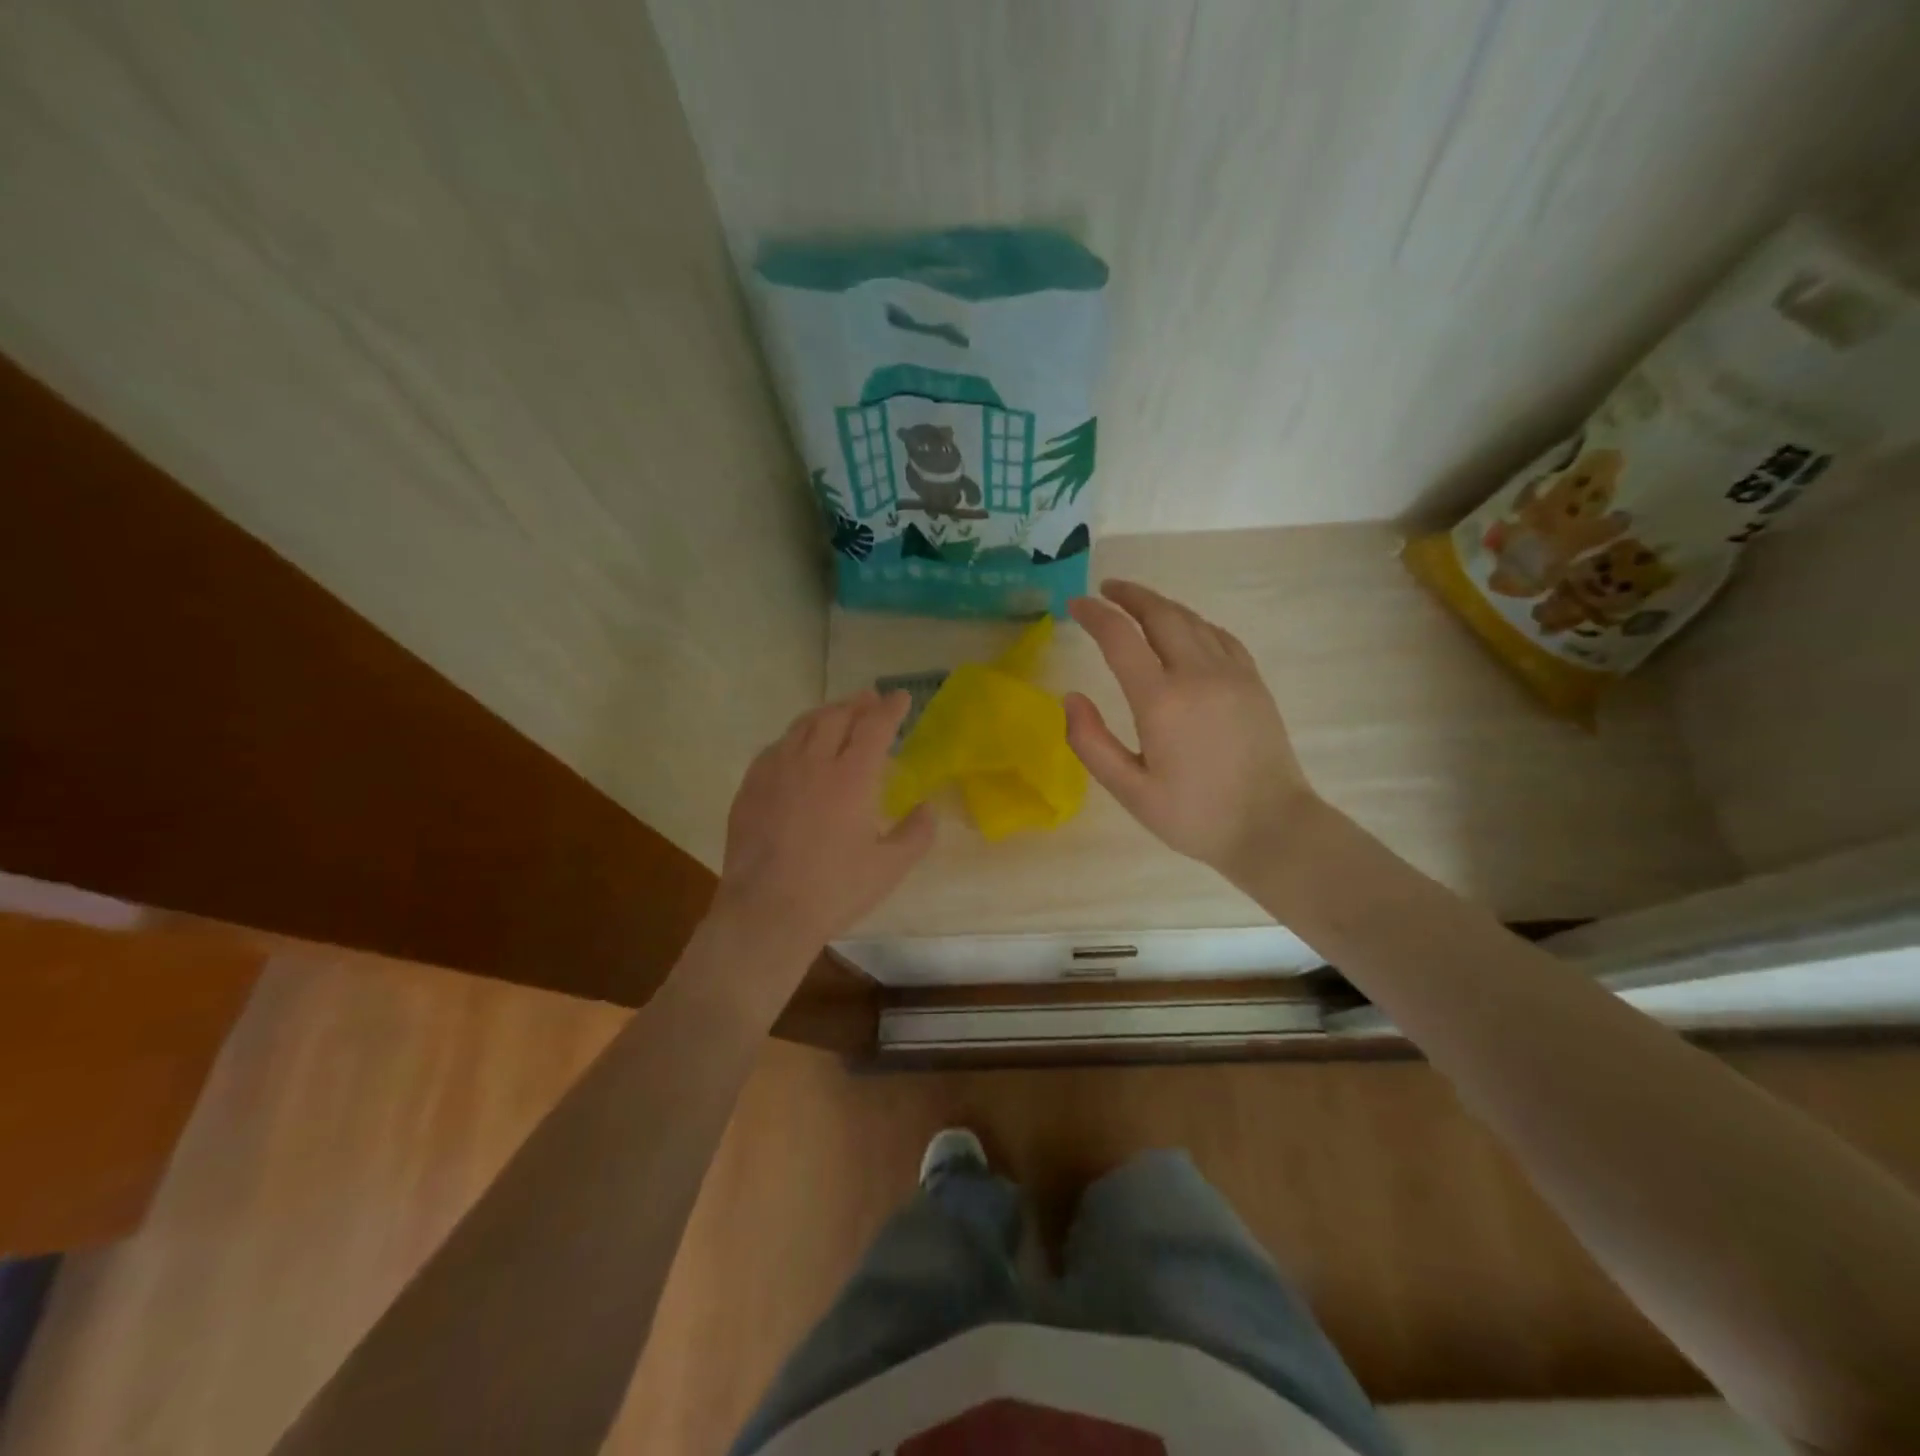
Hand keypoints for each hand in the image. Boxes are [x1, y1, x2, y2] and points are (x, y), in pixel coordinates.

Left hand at [714, 689, 934, 954]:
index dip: (890, 709)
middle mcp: (812, 763)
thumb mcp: (889, 868)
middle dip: (857, 703)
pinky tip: (797, 747)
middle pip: (836, 717)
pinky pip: (775, 747)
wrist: (766, 912)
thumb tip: (927, 808)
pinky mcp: (750, 787)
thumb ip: (916, 834)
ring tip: (837, 714)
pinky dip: (795, 737)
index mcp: (851, 778)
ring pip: (802, 726)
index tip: (901, 697)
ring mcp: (776, 772)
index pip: (874, 727)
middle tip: (870, 699)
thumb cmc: (834, 890)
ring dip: (825, 714)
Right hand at [1065, 580, 1321, 882]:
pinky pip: (1219, 635)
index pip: (1120, 637)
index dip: (1094, 615)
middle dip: (1129, 596)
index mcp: (1161, 700)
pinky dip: (1193, 622)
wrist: (1272, 827)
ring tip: (1137, 603)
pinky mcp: (1253, 681)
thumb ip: (1091, 743)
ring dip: (1160, 605)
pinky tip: (1185, 628)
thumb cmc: (1194, 815)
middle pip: (1160, 614)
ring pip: (1192, 620)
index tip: (1075, 606)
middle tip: (1105, 590)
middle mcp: (1198, 674)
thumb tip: (1070, 698)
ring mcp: (1232, 673)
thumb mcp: (1130, 791)